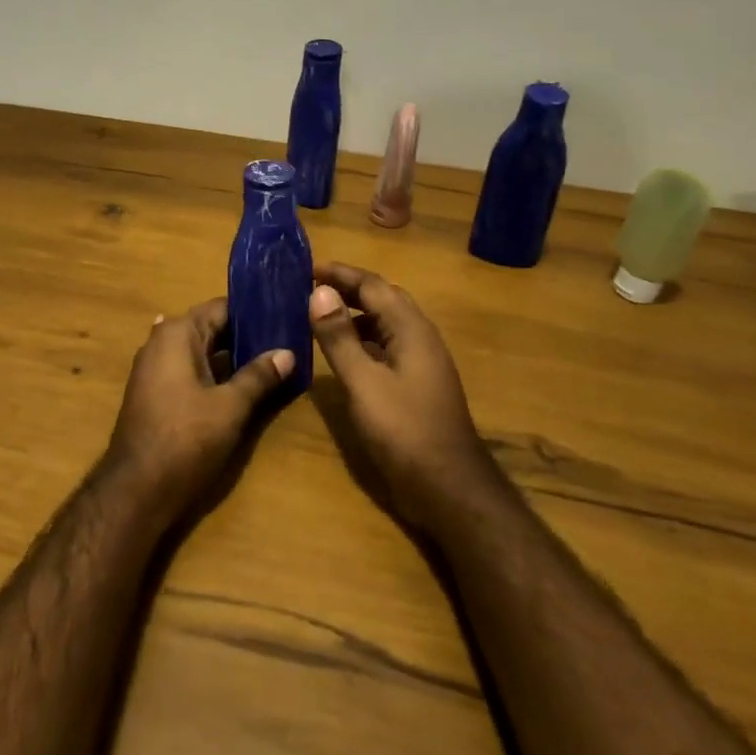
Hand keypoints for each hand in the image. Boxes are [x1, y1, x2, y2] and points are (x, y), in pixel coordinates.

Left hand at [107, 298, 293, 518]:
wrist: (137, 490)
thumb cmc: (186, 439)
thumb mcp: (230, 406)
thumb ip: (259, 375)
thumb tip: (288, 353)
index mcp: (178, 334)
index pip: (222, 307)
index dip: (255, 311)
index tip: (286, 313)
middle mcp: (162, 343)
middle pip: (212, 328)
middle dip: (247, 335)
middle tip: (288, 337)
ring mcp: (156, 369)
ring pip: (203, 352)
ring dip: (233, 357)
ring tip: (276, 358)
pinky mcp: (157, 394)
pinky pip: (192, 372)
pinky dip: (216, 374)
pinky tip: (244, 381)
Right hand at [308, 262, 493, 527]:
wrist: (447, 486)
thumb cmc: (404, 430)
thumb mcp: (363, 382)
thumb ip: (339, 337)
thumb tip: (319, 292)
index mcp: (411, 330)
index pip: (374, 286)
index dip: (341, 274)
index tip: (308, 268)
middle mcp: (420, 338)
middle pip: (384, 300)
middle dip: (349, 289)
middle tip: (311, 287)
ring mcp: (422, 363)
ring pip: (387, 324)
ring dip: (355, 315)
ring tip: (320, 316)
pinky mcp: (417, 385)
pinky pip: (388, 347)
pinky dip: (363, 340)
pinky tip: (343, 354)